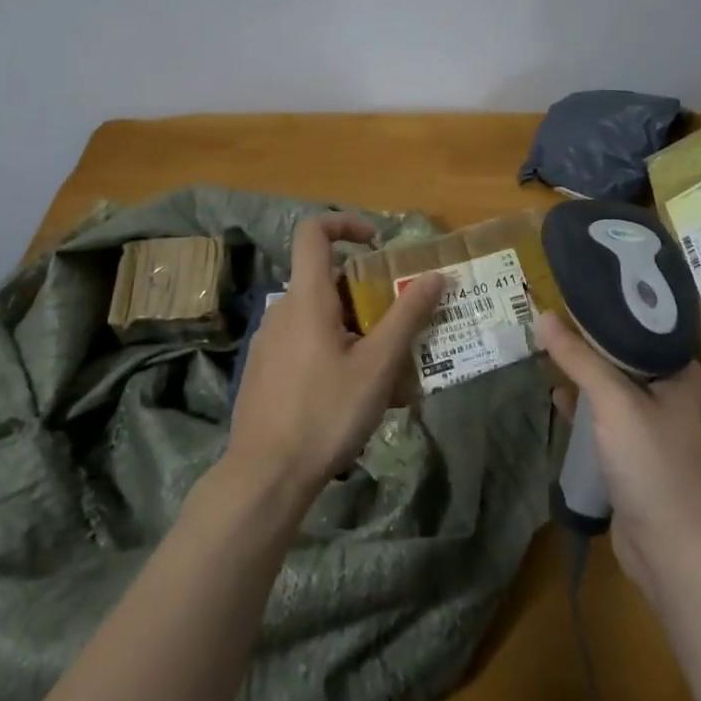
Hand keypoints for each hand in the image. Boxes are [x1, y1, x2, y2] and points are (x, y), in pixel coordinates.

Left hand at [225, 214, 444, 499]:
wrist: (264, 477)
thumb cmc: (325, 413)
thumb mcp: (377, 365)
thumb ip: (407, 316)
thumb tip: (435, 275)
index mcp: (307, 297)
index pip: (313, 232)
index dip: (345, 223)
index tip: (377, 243)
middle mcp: (282, 309)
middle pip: (326, 279)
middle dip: (366, 293)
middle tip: (397, 325)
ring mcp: (269, 341)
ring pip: (318, 315)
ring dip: (353, 327)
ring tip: (384, 369)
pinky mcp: (265, 369)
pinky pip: (304, 342)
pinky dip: (332, 349)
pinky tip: (352, 393)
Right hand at [537, 310, 700, 603]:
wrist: (674, 552)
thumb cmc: (652, 463)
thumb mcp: (613, 402)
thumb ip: (579, 358)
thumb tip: (542, 315)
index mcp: (681, 372)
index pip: (643, 325)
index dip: (608, 308)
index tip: (573, 292)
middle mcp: (674, 394)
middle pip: (625, 356)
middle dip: (589, 342)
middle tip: (551, 321)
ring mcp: (658, 429)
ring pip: (615, 389)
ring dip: (585, 376)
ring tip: (548, 353)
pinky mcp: (640, 457)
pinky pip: (609, 421)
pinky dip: (586, 410)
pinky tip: (559, 401)